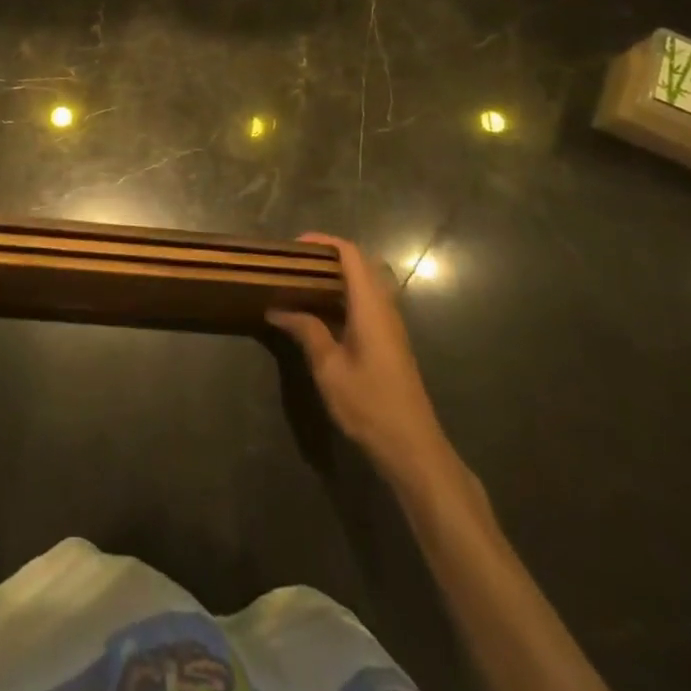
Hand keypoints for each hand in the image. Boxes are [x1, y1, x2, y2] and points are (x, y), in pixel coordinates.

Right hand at [268, 234, 452, 483]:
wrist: (413, 448)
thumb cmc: (369, 404)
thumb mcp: (329, 367)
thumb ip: (306, 331)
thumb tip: (277, 308)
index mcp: (370, 307)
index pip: (351, 255)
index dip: (324, 242)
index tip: (293, 246)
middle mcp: (384, 309)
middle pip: (360, 265)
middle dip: (327, 256)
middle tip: (293, 264)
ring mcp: (390, 326)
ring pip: (364, 285)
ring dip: (335, 276)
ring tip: (300, 283)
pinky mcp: (389, 342)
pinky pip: (365, 303)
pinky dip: (342, 296)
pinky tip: (319, 313)